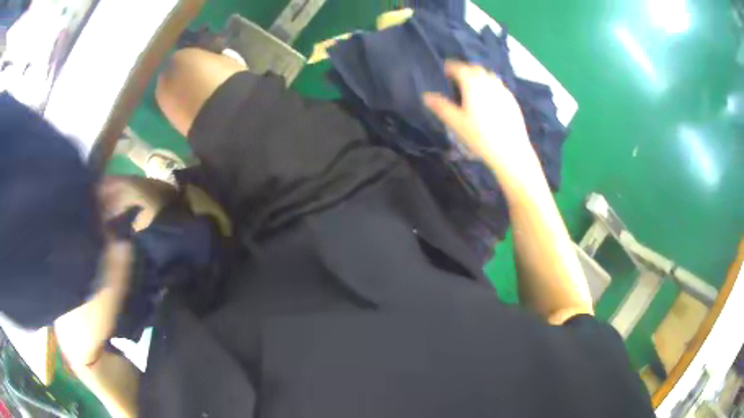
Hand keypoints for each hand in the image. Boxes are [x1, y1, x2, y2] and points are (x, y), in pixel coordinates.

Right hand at [423, 61, 544, 189]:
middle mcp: (488, 82)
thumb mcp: (456, 123)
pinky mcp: (512, 100)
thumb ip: (441, 107)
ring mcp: (503, 90)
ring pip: (489, 76)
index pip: (459, 68)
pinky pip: (499, 86)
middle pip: (475, 69)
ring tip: (473, 86)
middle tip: (457, 78)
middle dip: (465, 70)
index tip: (445, 70)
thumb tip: (426, 96)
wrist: (510, 150)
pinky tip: (489, 99)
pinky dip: (491, 86)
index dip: (450, 67)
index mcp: (472, 84)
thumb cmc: (480, 136)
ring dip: (479, 76)